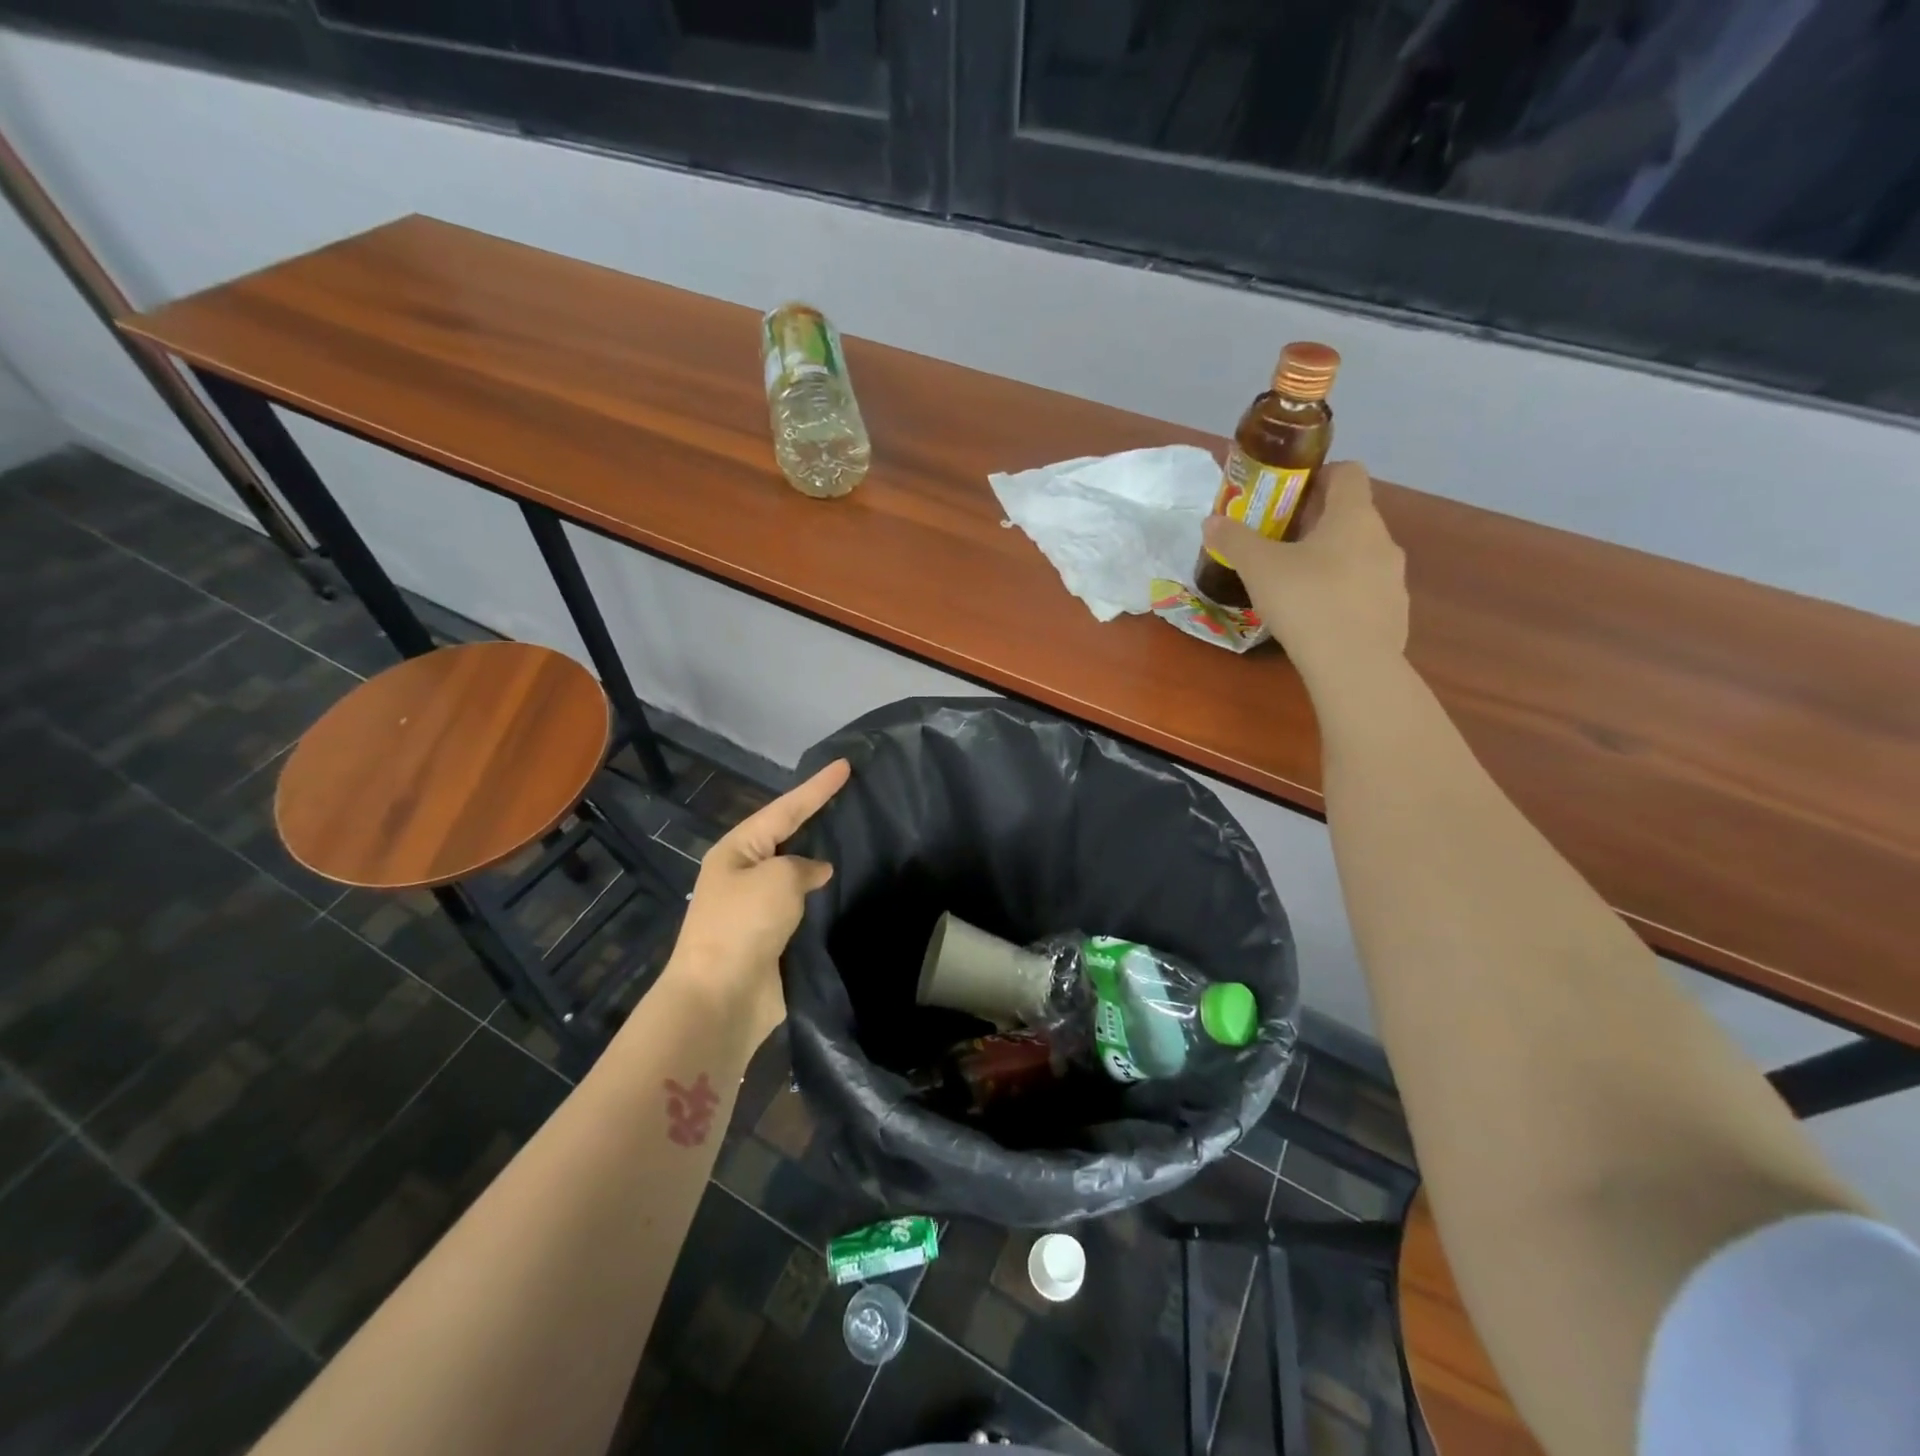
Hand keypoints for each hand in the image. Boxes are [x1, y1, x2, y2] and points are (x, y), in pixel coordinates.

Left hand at [661, 758, 850, 1045]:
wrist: (721, 998)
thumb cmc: (743, 925)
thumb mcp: (778, 879)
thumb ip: (804, 866)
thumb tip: (817, 873)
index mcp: (737, 850)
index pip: (786, 808)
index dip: (817, 787)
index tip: (845, 765)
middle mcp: (745, 874)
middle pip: (789, 837)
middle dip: (818, 819)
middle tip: (852, 798)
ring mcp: (758, 908)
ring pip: (799, 874)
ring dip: (823, 862)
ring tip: (858, 840)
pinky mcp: (774, 938)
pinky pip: (805, 908)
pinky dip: (825, 898)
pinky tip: (849, 890)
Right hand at [1202, 461, 1407, 692]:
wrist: (1352, 663)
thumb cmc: (1305, 600)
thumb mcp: (1258, 567)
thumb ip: (1234, 540)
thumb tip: (1211, 521)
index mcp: (1353, 517)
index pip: (1348, 472)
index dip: (1320, 475)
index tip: (1290, 493)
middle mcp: (1382, 539)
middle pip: (1352, 516)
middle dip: (1318, 523)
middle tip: (1280, 543)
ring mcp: (1394, 578)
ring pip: (1361, 555)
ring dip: (1332, 560)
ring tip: (1297, 584)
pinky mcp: (1395, 613)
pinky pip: (1366, 592)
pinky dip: (1344, 595)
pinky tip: (1318, 618)